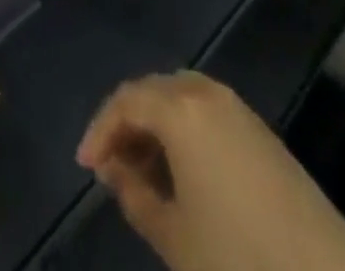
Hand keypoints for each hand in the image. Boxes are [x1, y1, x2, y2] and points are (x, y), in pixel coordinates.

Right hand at [78, 72, 344, 270]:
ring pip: (180, 96)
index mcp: (181, 110)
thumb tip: (115, 169)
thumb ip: (135, 196)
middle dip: (127, 122)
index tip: (86, 168)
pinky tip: (180, 172)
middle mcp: (206, 93)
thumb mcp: (174, 236)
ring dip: (155, 124)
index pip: (126, 101)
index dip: (100, 130)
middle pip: (153, 90)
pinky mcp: (258, 128)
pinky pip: (204, 109)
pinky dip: (182, 129)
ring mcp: (236, 107)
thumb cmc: (239, 259)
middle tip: (110, 166)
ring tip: (142, 170)